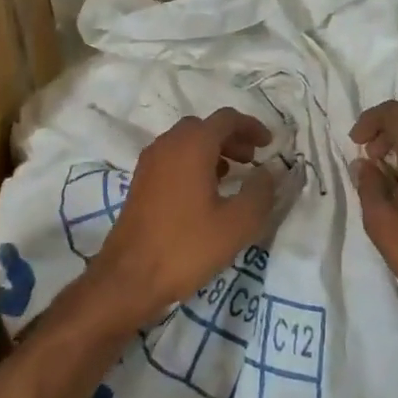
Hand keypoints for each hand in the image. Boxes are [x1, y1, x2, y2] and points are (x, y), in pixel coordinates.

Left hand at [89, 108, 277, 325]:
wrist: (128, 278)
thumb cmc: (186, 247)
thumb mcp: (237, 223)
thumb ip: (260, 192)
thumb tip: (268, 172)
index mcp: (192, 145)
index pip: (226, 119)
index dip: (251, 127)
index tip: (269, 144)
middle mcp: (168, 144)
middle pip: (205, 127)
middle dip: (232, 138)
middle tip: (251, 159)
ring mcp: (150, 162)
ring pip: (187, 141)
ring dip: (212, 150)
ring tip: (232, 175)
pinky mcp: (141, 181)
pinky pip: (173, 158)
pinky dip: (193, 162)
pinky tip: (205, 192)